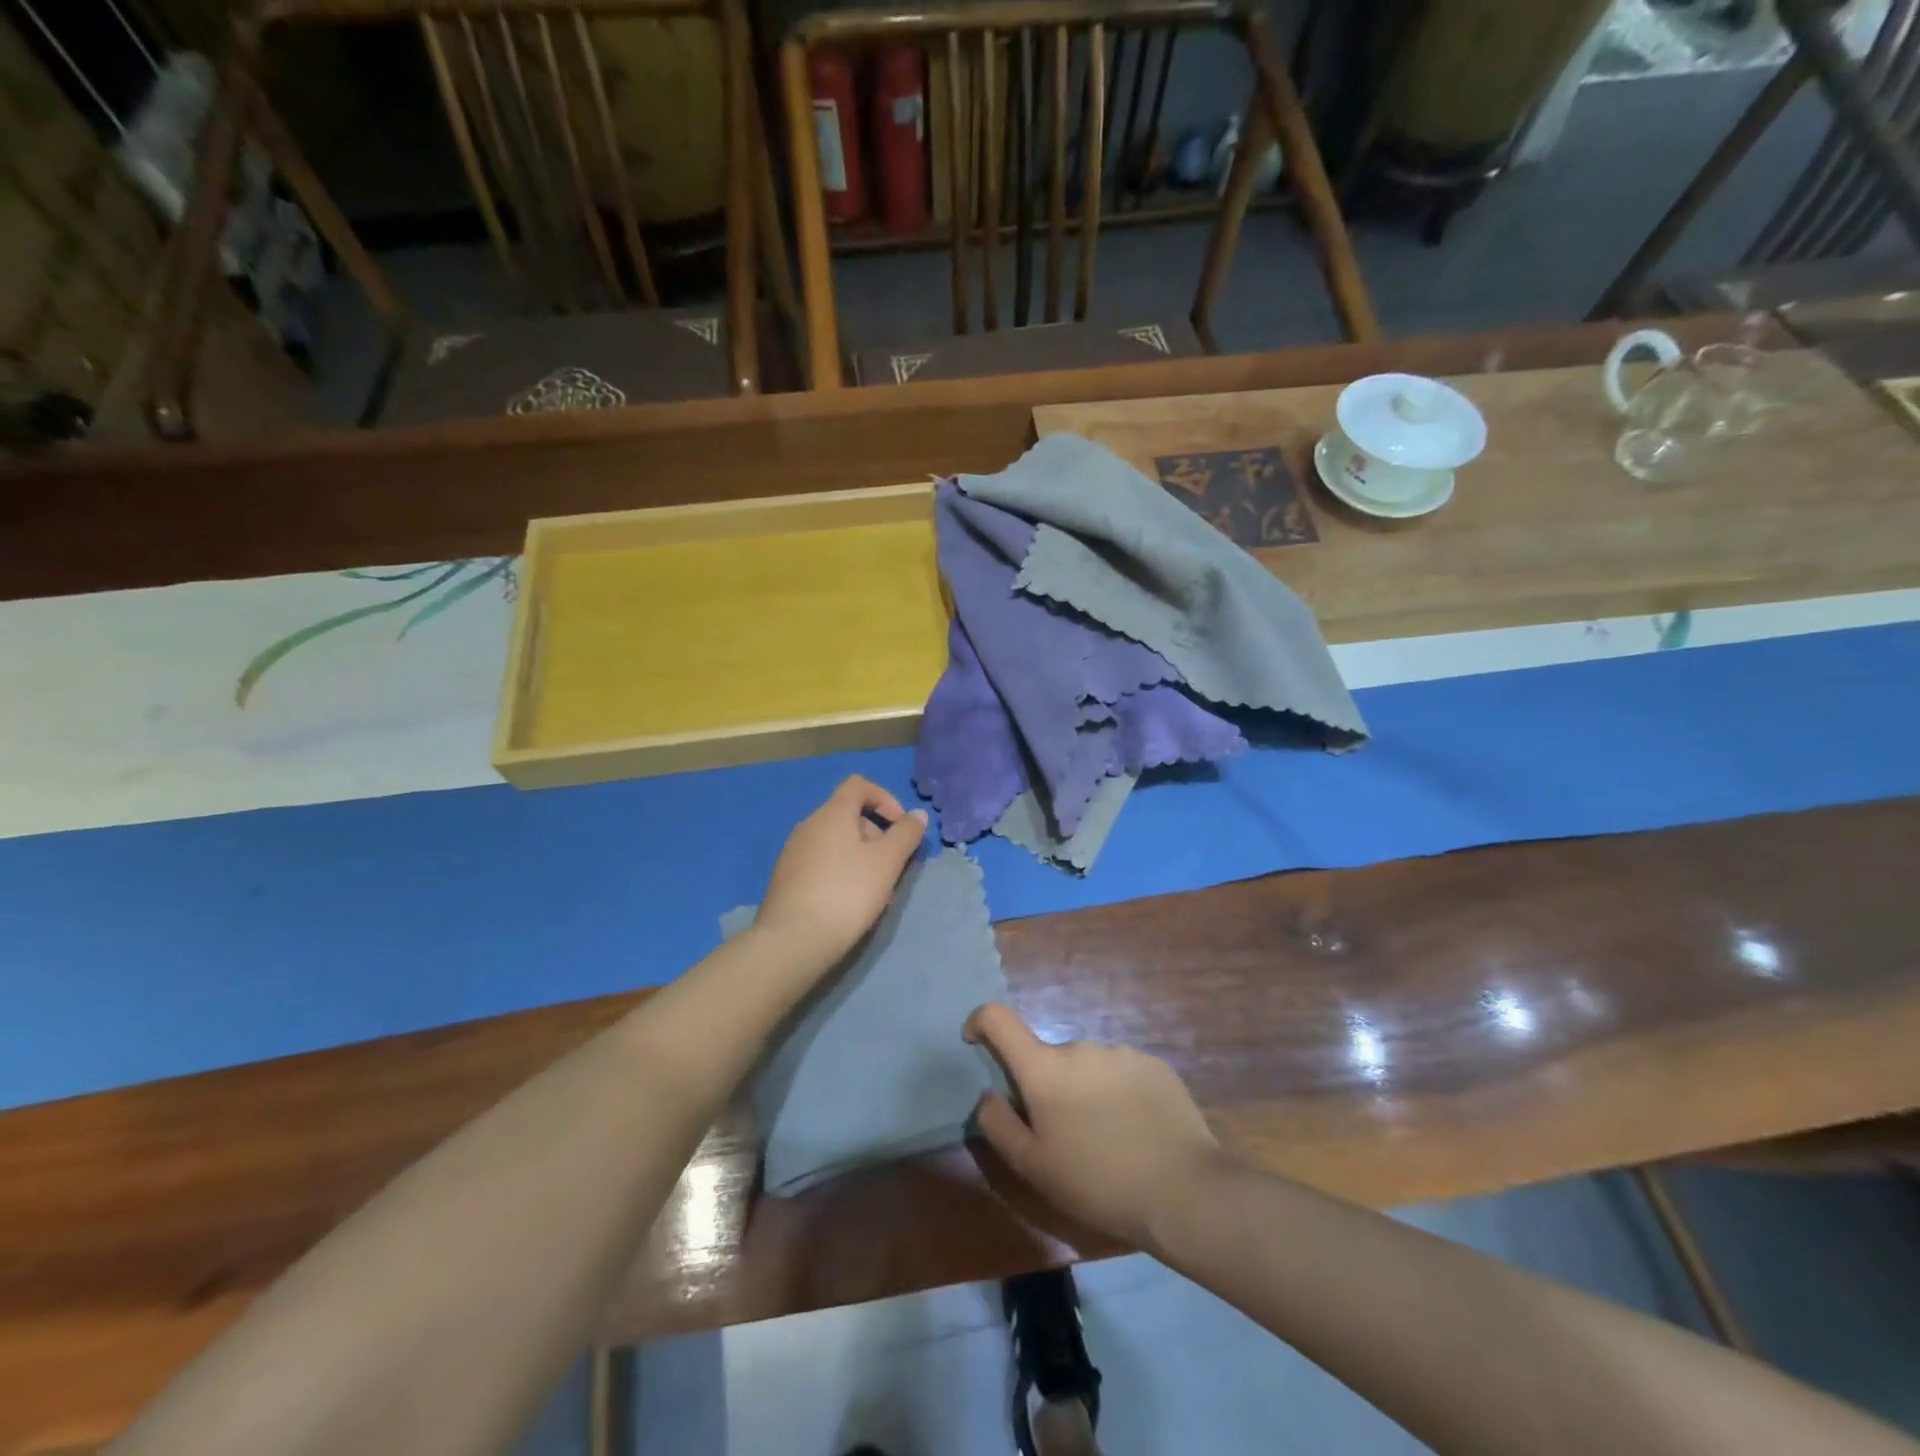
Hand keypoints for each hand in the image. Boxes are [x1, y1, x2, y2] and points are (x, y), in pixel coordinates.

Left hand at [753, 776, 925, 977]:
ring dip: (861, 858)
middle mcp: (808, 825)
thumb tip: (917, 814)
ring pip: (836, 844)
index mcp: (831, 813)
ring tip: (875, 892)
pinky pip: (821, 864)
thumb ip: (906, 834)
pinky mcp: (786, 879)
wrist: (794, 940)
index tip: (900, 826)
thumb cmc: (847, 892)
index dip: (884, 798)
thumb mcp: (888, 862)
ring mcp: (793, 853)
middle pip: (848, 816)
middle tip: (892, 867)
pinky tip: (849, 904)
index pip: (858, 785)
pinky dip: (841, 873)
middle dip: (876, 835)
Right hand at [965, 1003, 1226, 1249]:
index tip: (975, 1041)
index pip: (999, 1018)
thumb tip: (988, 1094)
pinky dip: (1116, 1093)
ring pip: (1086, 1066)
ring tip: (1106, 1139)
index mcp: (1045, 1068)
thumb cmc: (1098, 1182)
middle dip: (1047, 1086)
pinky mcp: (1153, 1063)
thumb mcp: (1034, 1167)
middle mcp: (1079, 1046)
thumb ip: (999, 1124)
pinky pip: (1120, 1072)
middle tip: (1063, 1134)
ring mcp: (1120, 1051)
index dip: (980, 1022)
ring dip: (1084, 1090)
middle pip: (1048, 1057)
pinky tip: (1136, 1131)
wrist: (1184, 1189)